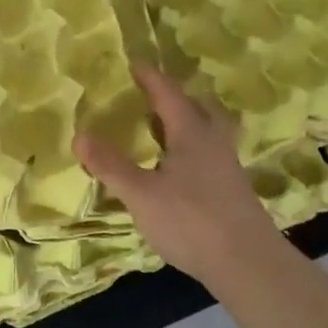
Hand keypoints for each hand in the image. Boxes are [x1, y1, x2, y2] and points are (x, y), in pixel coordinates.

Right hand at [73, 65, 290, 288]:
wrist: (248, 265)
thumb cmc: (191, 221)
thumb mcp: (141, 194)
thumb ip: (110, 165)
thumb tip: (79, 135)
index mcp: (191, 134)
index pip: (168, 95)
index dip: (150, 78)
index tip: (135, 62)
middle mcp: (213, 143)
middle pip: (196, 108)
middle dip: (173, 97)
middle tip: (151, 94)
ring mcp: (227, 167)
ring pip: (207, 131)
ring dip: (185, 121)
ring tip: (162, 126)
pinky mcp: (231, 190)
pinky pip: (208, 153)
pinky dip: (189, 147)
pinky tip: (178, 167)